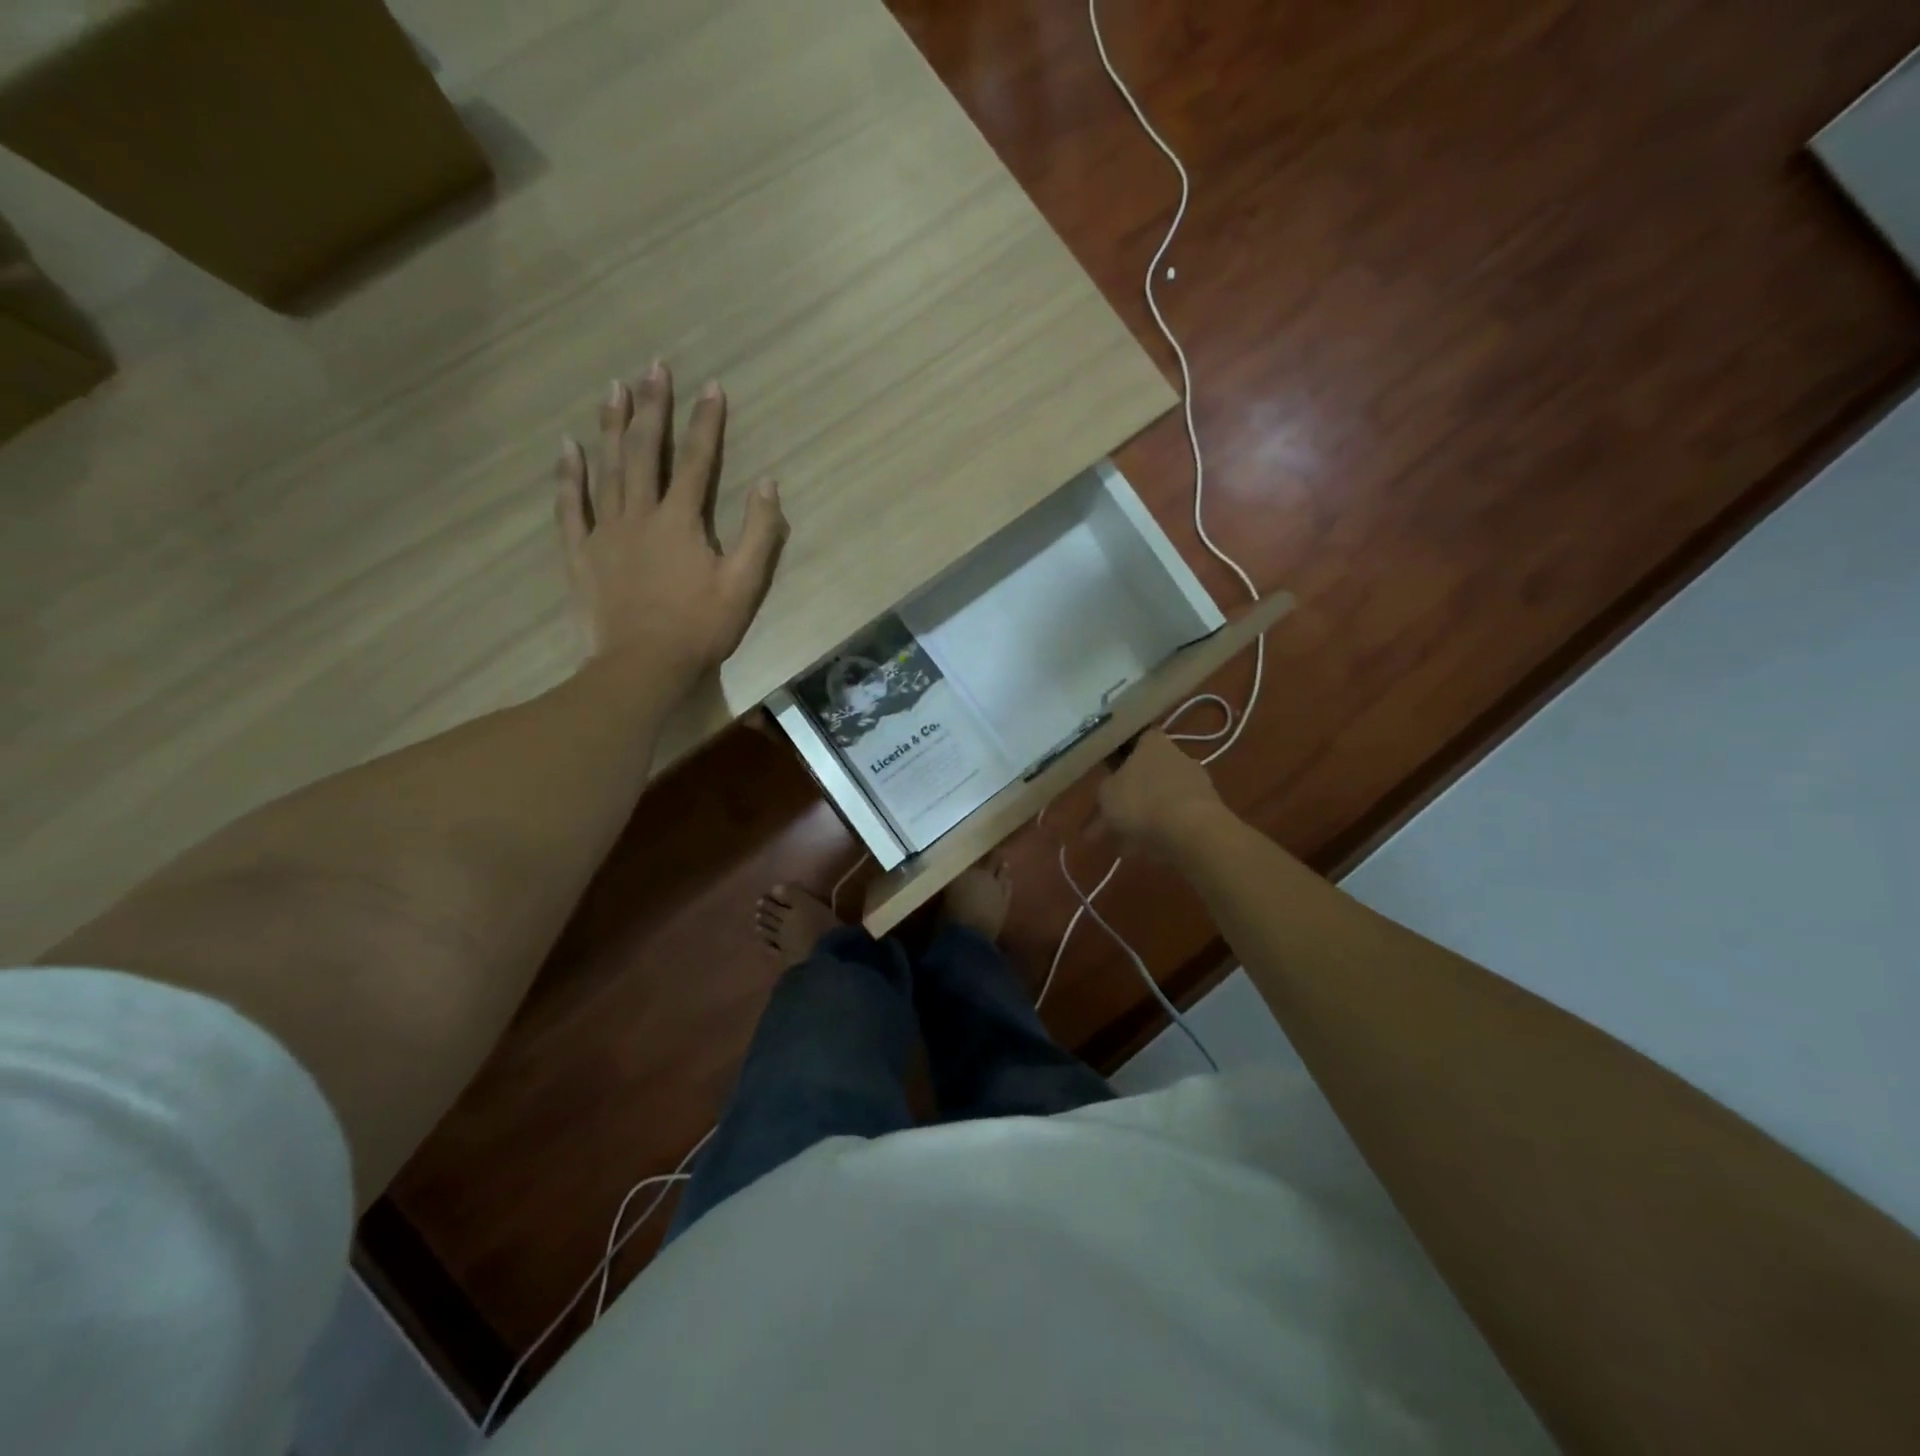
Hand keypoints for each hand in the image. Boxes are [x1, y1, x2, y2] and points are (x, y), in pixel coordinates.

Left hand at [556, 363, 787, 688]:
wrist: (643, 667)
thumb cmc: (700, 628)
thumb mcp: (744, 585)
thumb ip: (758, 533)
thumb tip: (767, 485)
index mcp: (681, 521)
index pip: (696, 461)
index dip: (706, 423)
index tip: (712, 386)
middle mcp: (640, 514)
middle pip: (644, 451)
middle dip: (652, 407)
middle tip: (653, 367)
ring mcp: (605, 531)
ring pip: (606, 468)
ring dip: (611, 425)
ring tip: (614, 388)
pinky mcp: (581, 553)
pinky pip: (571, 506)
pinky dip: (569, 475)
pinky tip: (568, 446)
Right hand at [1096, 729, 1227, 859]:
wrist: (1192, 832)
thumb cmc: (1142, 801)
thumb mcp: (1106, 794)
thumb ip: (1105, 789)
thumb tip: (1109, 791)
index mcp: (1153, 743)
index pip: (1136, 741)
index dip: (1121, 758)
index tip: (1109, 776)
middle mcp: (1178, 757)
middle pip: (1147, 776)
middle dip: (1128, 799)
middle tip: (1108, 822)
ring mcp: (1196, 784)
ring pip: (1159, 801)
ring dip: (1142, 820)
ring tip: (1122, 847)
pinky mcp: (1208, 812)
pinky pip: (1175, 820)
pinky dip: (1159, 833)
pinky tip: (1142, 853)